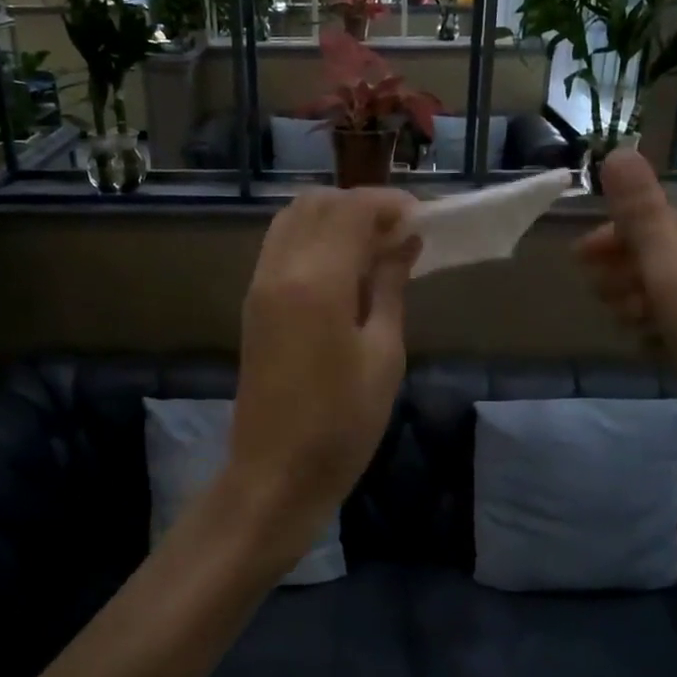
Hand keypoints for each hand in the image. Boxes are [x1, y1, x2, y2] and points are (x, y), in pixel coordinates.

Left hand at [223, 186, 419, 564]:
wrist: (275, 473)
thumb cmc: (342, 423)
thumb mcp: (383, 354)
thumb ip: (389, 286)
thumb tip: (404, 242)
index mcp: (316, 280)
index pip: (351, 208)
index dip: (389, 204)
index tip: (423, 220)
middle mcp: (280, 269)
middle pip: (316, 203)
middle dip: (361, 205)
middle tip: (400, 234)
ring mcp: (259, 284)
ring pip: (293, 219)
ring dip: (334, 218)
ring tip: (374, 249)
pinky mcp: (253, 303)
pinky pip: (281, 246)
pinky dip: (313, 238)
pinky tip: (343, 269)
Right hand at [575, 149, 676, 471]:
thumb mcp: (675, 275)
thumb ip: (643, 216)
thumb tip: (618, 151)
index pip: (667, 217)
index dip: (619, 233)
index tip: (579, 259)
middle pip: (675, 251)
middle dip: (628, 266)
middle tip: (596, 294)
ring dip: (643, 297)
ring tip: (620, 321)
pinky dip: (667, 324)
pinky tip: (652, 345)